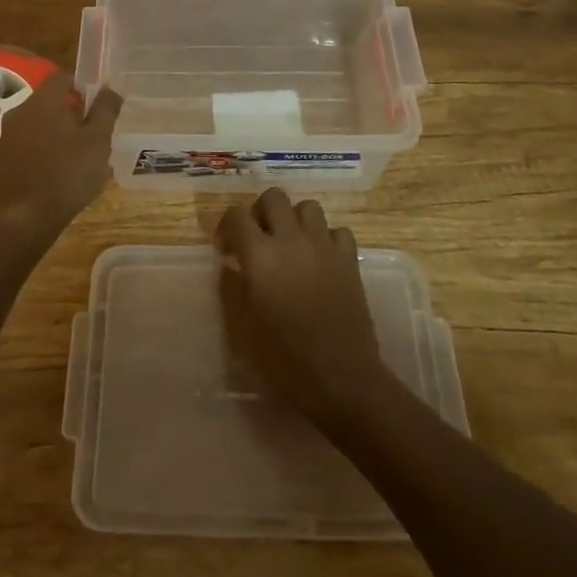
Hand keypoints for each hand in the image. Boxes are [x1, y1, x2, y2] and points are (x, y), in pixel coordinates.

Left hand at [0, 72, 121, 243]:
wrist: (22, 223)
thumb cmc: (66, 175)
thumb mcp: (97, 141)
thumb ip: (105, 110)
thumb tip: (110, 88)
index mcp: (42, 101)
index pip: (63, 77)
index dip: (84, 86)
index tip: (99, 107)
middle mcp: (19, 112)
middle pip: (50, 102)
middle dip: (73, 114)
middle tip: (94, 135)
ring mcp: (6, 138)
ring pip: (39, 125)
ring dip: (59, 135)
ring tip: (80, 159)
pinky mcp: (1, 162)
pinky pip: (28, 146)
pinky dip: (44, 153)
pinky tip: (59, 176)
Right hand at [214, 188, 388, 426]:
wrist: (342, 379)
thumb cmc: (285, 361)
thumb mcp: (243, 331)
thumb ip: (232, 290)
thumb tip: (230, 266)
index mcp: (260, 256)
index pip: (236, 215)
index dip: (227, 227)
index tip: (227, 250)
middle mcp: (291, 240)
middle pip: (274, 197)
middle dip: (261, 212)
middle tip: (259, 239)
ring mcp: (324, 246)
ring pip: (307, 206)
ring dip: (295, 220)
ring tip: (291, 245)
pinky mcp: (349, 259)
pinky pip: (337, 230)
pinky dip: (327, 238)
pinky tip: (321, 259)